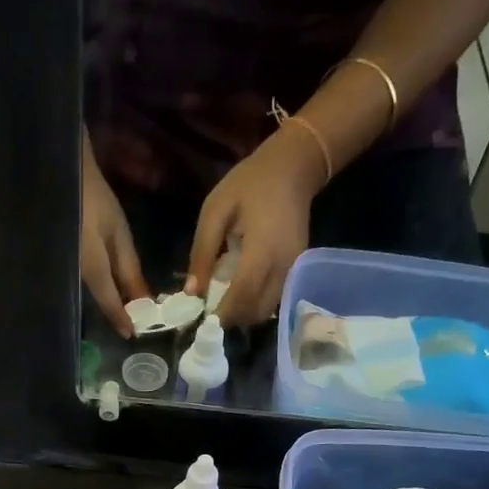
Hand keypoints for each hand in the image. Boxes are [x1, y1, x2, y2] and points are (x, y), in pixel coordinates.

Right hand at [82, 142, 149, 338]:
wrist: (62, 174)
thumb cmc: (95, 199)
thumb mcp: (118, 234)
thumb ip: (130, 269)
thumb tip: (144, 300)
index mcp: (92, 269)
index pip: (109, 303)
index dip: (121, 320)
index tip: (131, 335)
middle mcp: (76, 275)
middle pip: (99, 300)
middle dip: (116, 312)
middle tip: (133, 321)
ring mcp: (67, 269)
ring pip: (91, 292)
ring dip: (108, 299)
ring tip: (125, 304)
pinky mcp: (63, 262)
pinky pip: (84, 280)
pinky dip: (99, 286)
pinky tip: (109, 285)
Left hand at [185, 128, 324, 328]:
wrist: (293, 167)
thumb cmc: (250, 183)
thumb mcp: (215, 210)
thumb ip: (202, 252)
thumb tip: (191, 292)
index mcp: (262, 249)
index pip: (242, 296)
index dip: (222, 314)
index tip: (203, 321)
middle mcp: (283, 266)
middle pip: (256, 311)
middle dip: (233, 318)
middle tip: (212, 312)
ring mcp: (293, 270)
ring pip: (267, 310)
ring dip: (244, 313)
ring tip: (225, 301)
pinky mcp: (296, 270)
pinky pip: (275, 299)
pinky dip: (256, 303)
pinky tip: (241, 290)